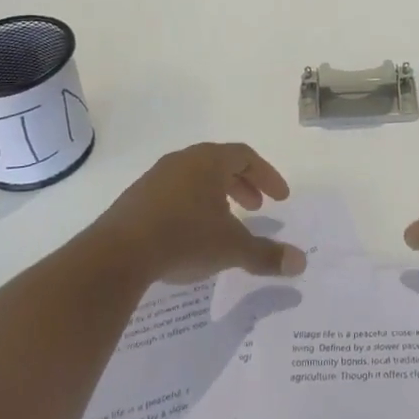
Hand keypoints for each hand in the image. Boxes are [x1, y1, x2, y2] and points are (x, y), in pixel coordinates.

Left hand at [92, 143, 304, 284]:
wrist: (116, 254)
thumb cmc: (183, 238)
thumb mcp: (231, 248)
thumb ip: (266, 254)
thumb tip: (301, 263)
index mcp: (208, 161)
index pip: (245, 156)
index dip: (266, 175)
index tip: (280, 198)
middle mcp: (182, 161)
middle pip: (220, 163)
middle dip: (243, 184)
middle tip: (257, 207)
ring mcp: (155, 178)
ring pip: (195, 177)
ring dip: (217, 195)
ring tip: (226, 221)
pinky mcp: (136, 198)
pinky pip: (174, 192)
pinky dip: (193, 205)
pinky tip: (192, 233)